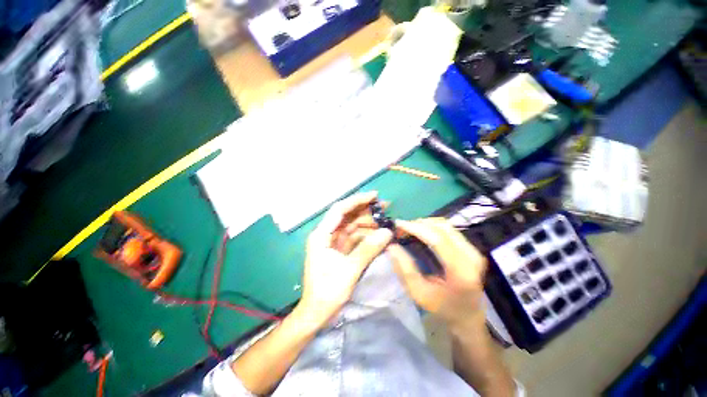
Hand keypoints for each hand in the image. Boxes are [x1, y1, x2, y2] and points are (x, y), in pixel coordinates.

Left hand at [298, 192, 393, 326]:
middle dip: (365, 210)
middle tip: (385, 207)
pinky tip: (378, 234)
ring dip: (368, 222)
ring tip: (385, 221)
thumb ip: (368, 249)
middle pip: (347, 216)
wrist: (316, 313)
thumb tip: (387, 232)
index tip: (374, 195)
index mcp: (322, 235)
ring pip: (352, 226)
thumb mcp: (349, 270)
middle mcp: (326, 234)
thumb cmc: (327, 291)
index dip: (357, 200)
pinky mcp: (339, 250)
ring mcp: (333, 242)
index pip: (340, 210)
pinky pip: (354, 237)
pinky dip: (366, 234)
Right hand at [387, 218, 487, 330]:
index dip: (416, 228)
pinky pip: (449, 229)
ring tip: (408, 229)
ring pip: (446, 225)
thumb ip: (405, 268)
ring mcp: (473, 250)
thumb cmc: (442, 308)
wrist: (468, 316)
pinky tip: (420, 231)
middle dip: (418, 224)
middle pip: (442, 228)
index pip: (438, 239)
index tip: (398, 224)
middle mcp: (471, 257)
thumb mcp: (418, 293)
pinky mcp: (471, 248)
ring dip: (425, 224)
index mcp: (461, 272)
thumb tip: (391, 246)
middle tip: (401, 229)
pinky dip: (432, 227)